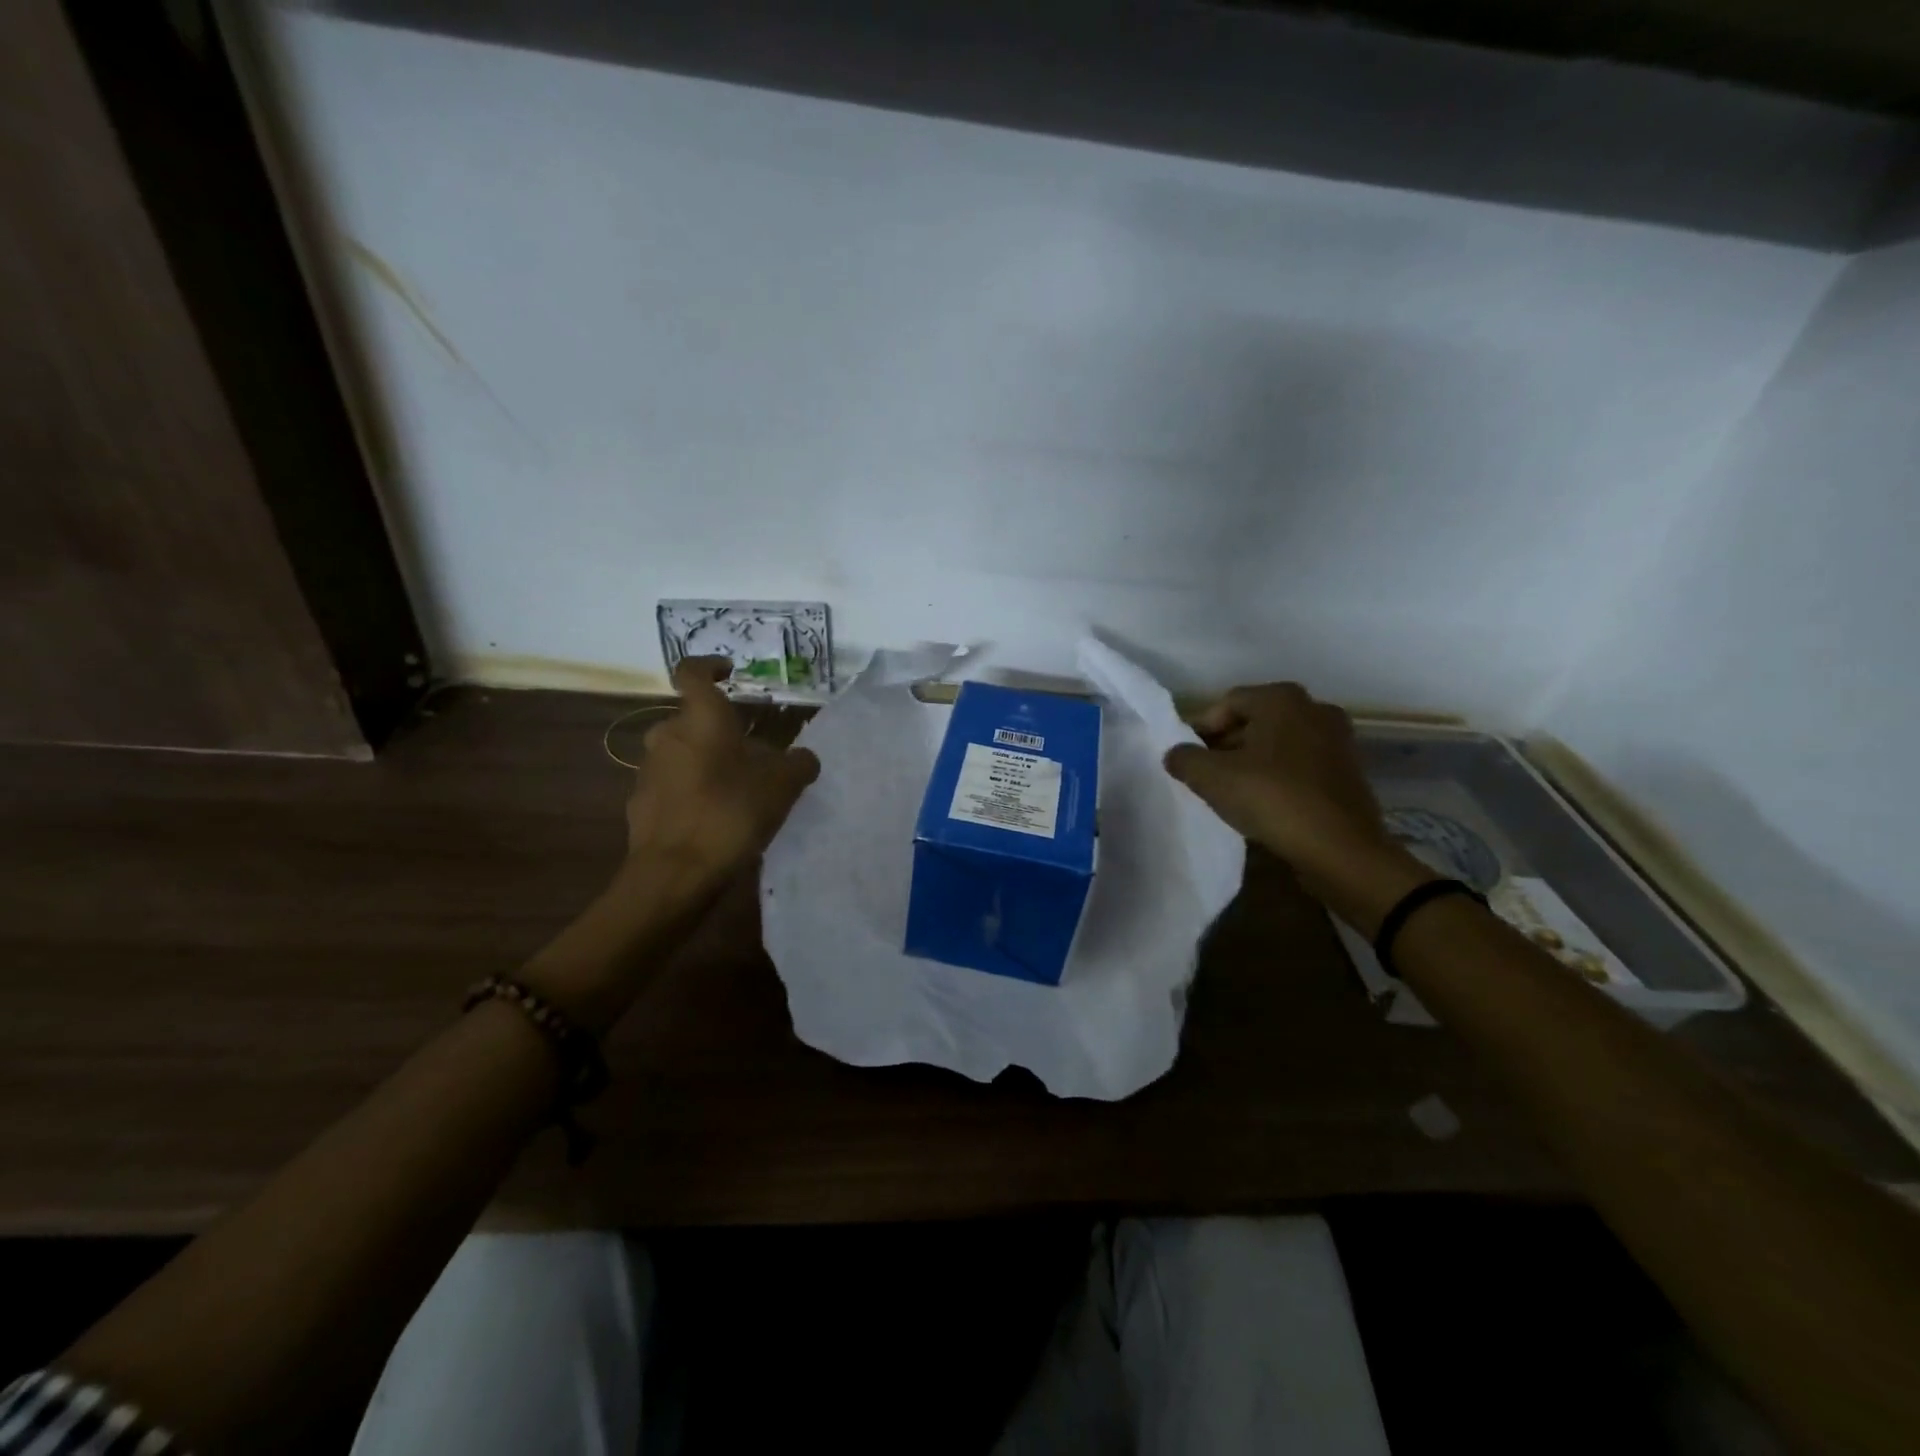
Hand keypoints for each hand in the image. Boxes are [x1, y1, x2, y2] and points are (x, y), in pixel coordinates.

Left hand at [622, 656, 820, 892]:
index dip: (710, 666)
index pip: (692, 672)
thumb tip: (804, 758)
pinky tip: (715, 818)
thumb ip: (798, 764)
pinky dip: (692, 791)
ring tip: (738, 790)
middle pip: (693, 720)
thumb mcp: (783, 786)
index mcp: (701, 719)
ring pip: (682, 753)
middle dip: (721, 731)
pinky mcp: (640, 804)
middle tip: (752, 752)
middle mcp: (667, 735)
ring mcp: (649, 771)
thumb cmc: (731, 813)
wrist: (675, 873)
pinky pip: (672, 786)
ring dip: (707, 762)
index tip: (729, 672)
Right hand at [1164, 682, 1430, 932]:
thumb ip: (1185, 759)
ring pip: (1278, 743)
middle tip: (1204, 773)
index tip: (1186, 758)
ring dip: (1251, 761)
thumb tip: (1175, 754)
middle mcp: (1314, 708)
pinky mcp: (1348, 770)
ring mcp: (1337, 739)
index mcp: (1282, 699)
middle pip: (1255, 720)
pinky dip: (1278, 775)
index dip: (1200, 728)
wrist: (1342, 849)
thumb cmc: (1273, 799)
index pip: (1227, 703)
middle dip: (1225, 744)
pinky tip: (1262, 802)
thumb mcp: (1212, 778)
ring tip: (1229, 790)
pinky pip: (1299, 763)